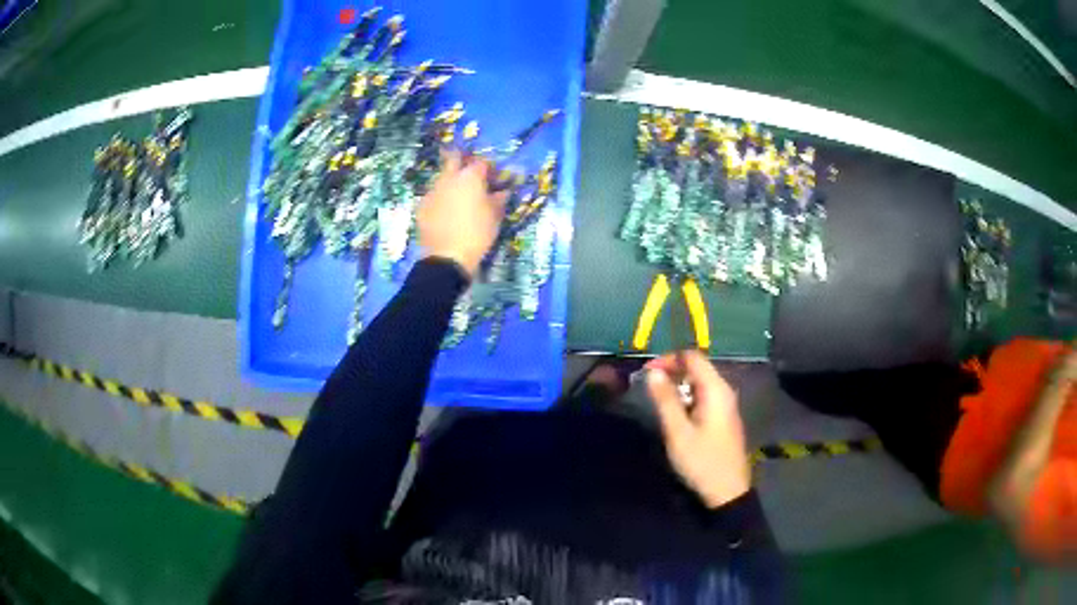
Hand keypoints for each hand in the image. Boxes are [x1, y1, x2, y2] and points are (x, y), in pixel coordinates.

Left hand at [417, 151, 505, 277]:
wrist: (447, 257)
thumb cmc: (478, 234)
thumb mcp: (495, 217)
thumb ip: (499, 199)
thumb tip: (503, 191)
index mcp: (470, 177)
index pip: (481, 163)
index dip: (489, 168)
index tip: (493, 178)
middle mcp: (449, 178)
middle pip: (454, 159)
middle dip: (462, 161)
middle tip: (470, 175)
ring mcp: (432, 190)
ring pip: (441, 177)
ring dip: (450, 181)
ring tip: (458, 197)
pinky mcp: (421, 205)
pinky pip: (433, 195)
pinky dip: (440, 198)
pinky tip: (445, 212)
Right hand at [646, 351, 750, 507]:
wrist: (728, 491)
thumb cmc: (701, 461)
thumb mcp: (678, 432)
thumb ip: (665, 399)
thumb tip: (653, 372)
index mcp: (716, 389)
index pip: (692, 357)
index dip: (668, 358)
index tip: (646, 372)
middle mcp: (724, 391)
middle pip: (697, 367)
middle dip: (672, 371)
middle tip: (648, 385)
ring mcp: (726, 404)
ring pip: (700, 383)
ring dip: (679, 385)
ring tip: (657, 399)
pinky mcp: (724, 417)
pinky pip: (704, 396)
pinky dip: (687, 397)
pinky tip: (675, 412)